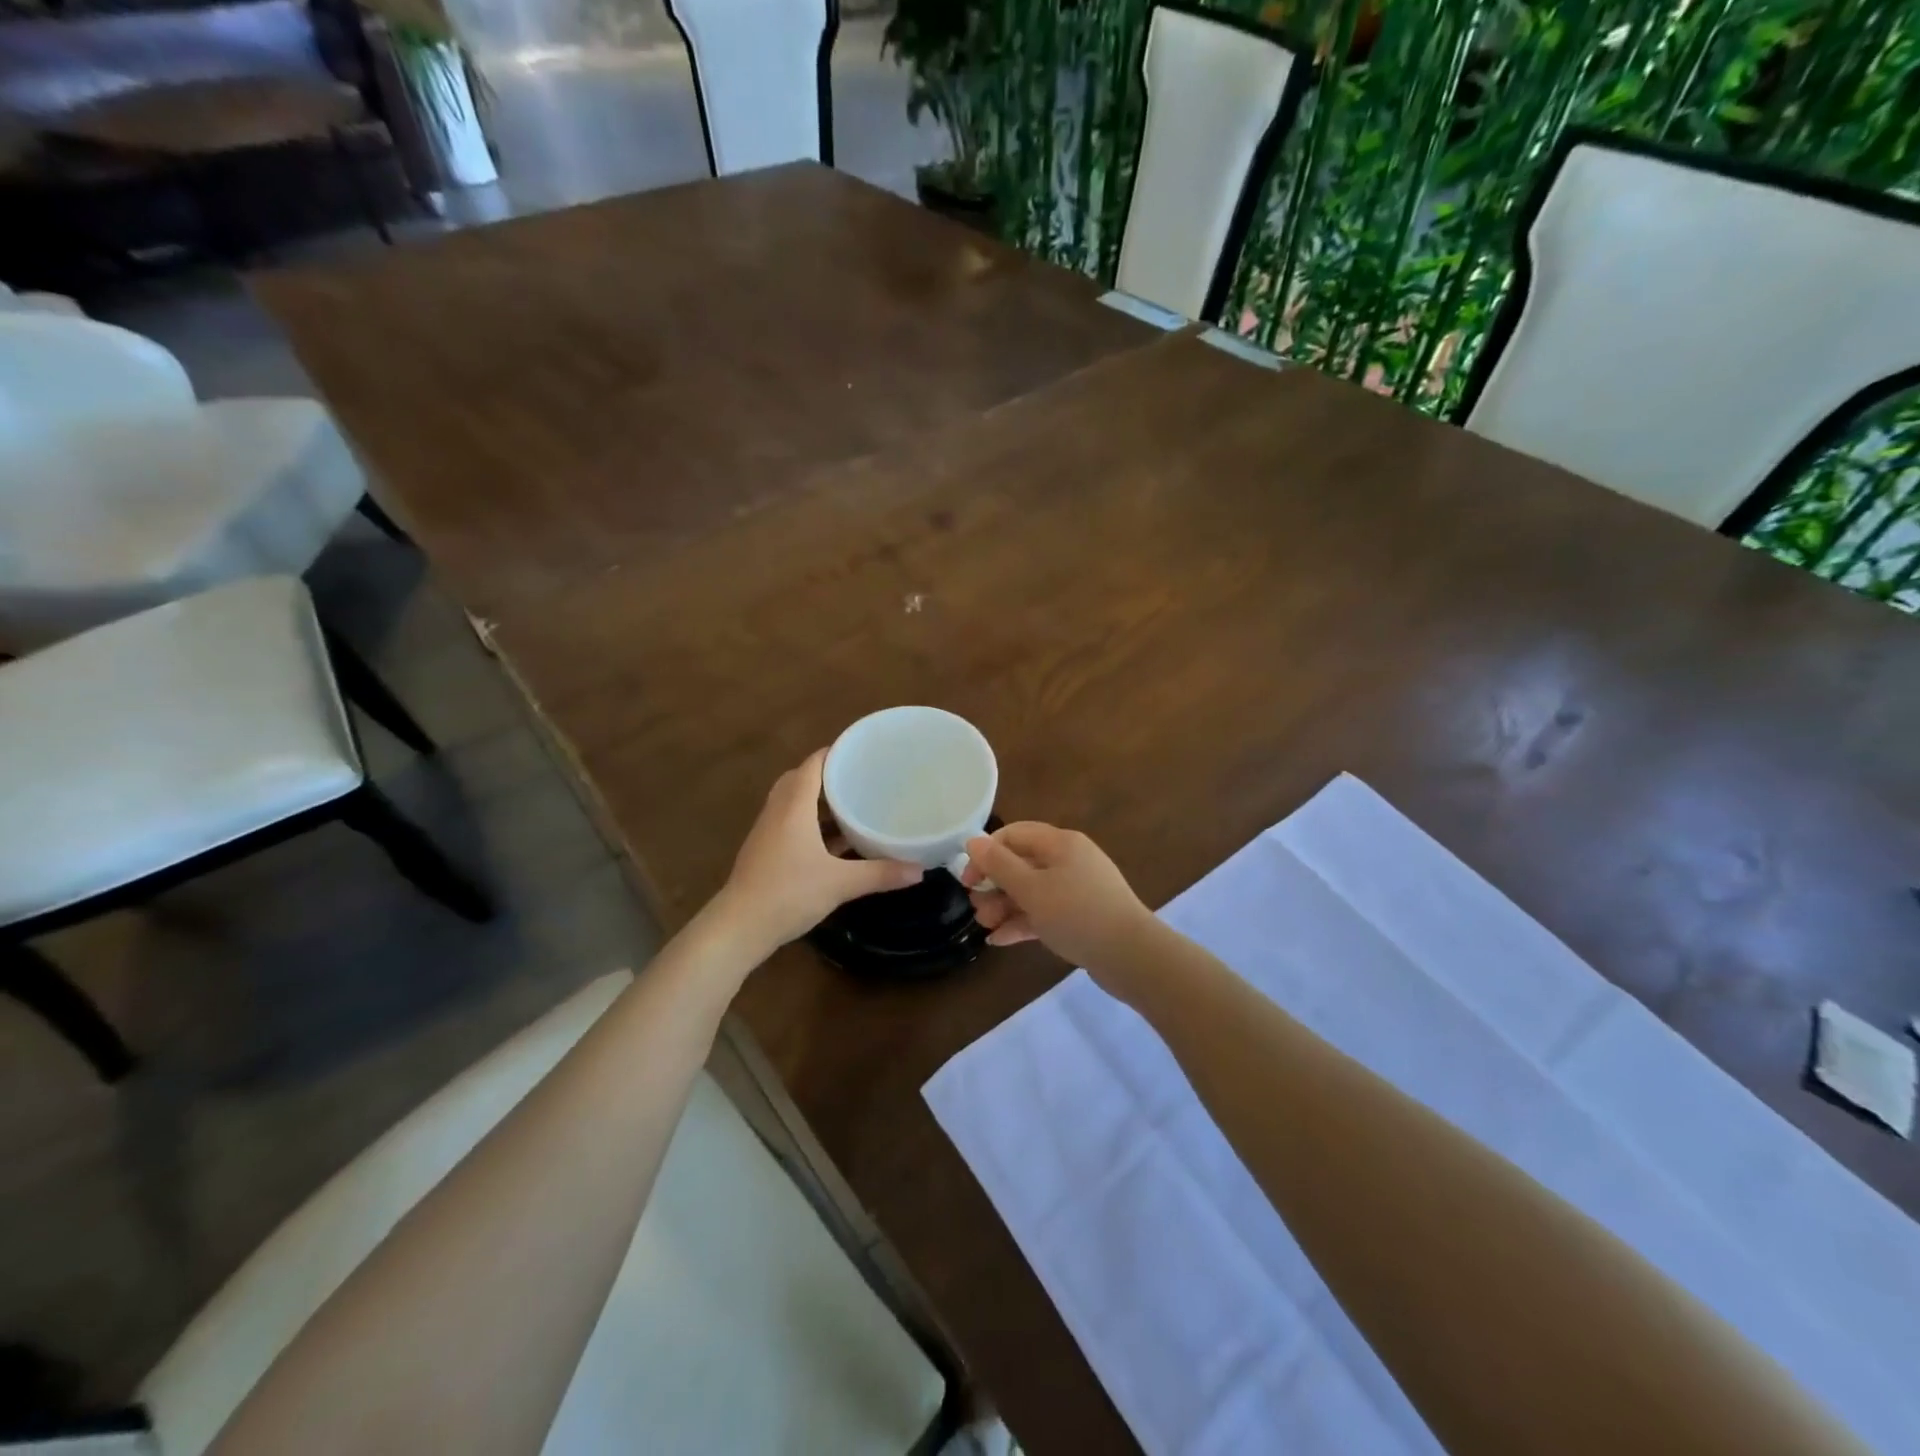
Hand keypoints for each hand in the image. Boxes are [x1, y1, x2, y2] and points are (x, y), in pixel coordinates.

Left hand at [712, 749, 923, 955]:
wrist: (739, 927)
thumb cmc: (789, 893)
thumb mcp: (841, 883)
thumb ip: (881, 873)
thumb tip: (920, 870)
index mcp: (793, 807)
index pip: (812, 765)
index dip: (835, 753)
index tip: (862, 750)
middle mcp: (778, 812)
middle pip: (800, 780)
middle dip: (828, 776)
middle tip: (859, 778)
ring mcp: (768, 833)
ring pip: (793, 804)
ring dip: (818, 801)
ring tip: (852, 805)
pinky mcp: (765, 853)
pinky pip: (790, 825)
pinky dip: (811, 824)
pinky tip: (835, 842)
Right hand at [961, 822, 1154, 973]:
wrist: (1132, 956)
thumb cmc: (1077, 914)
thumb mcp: (1032, 889)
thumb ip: (999, 865)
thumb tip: (973, 841)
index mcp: (1060, 843)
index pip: (1014, 834)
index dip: (986, 853)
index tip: (968, 880)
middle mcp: (1069, 860)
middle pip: (1021, 863)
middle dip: (994, 885)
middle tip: (977, 909)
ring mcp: (1076, 889)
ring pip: (1031, 891)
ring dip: (1004, 906)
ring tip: (986, 927)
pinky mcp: (1080, 916)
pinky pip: (1044, 912)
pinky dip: (1022, 922)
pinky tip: (999, 940)